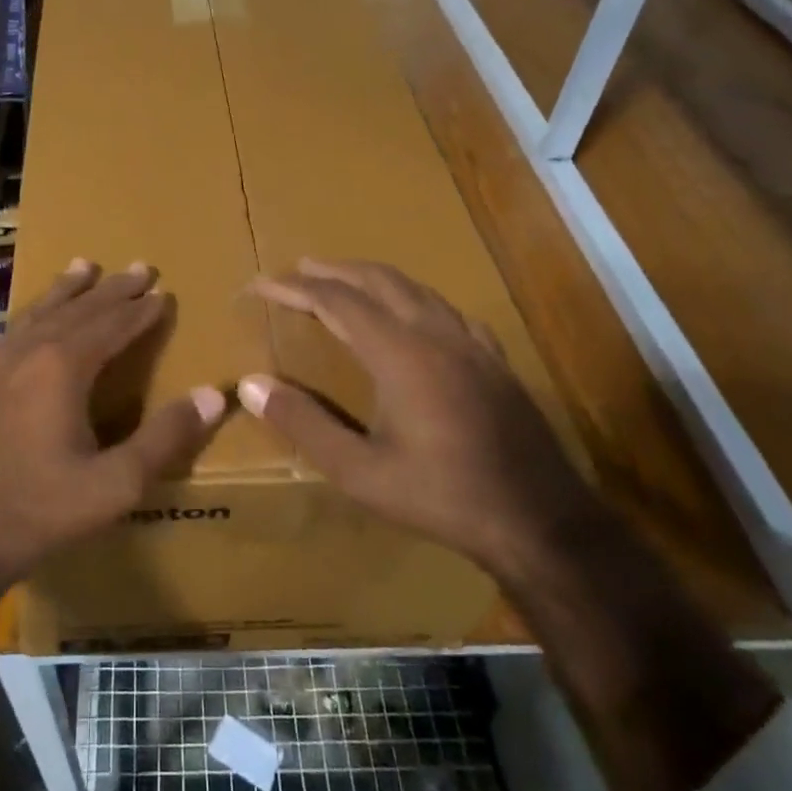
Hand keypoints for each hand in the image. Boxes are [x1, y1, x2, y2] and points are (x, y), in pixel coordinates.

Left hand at [0, 259, 224, 591]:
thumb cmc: (38, 511)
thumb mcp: (115, 484)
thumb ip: (166, 438)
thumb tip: (214, 395)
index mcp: (63, 368)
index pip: (112, 325)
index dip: (141, 310)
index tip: (163, 292)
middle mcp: (28, 353)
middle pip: (78, 309)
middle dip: (112, 289)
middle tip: (140, 267)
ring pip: (39, 313)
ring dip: (67, 290)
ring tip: (84, 266)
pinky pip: (12, 332)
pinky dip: (33, 314)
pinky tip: (30, 318)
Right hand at [237, 259, 594, 579]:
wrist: (540, 521)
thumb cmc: (442, 496)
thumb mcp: (360, 471)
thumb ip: (304, 423)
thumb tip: (251, 384)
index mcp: (400, 353)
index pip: (336, 301)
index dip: (295, 288)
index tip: (261, 283)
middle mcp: (436, 334)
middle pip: (378, 281)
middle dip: (334, 270)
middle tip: (299, 269)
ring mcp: (472, 344)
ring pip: (416, 289)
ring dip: (374, 279)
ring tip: (346, 281)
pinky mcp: (495, 361)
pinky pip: (447, 310)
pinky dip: (414, 298)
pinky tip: (415, 315)